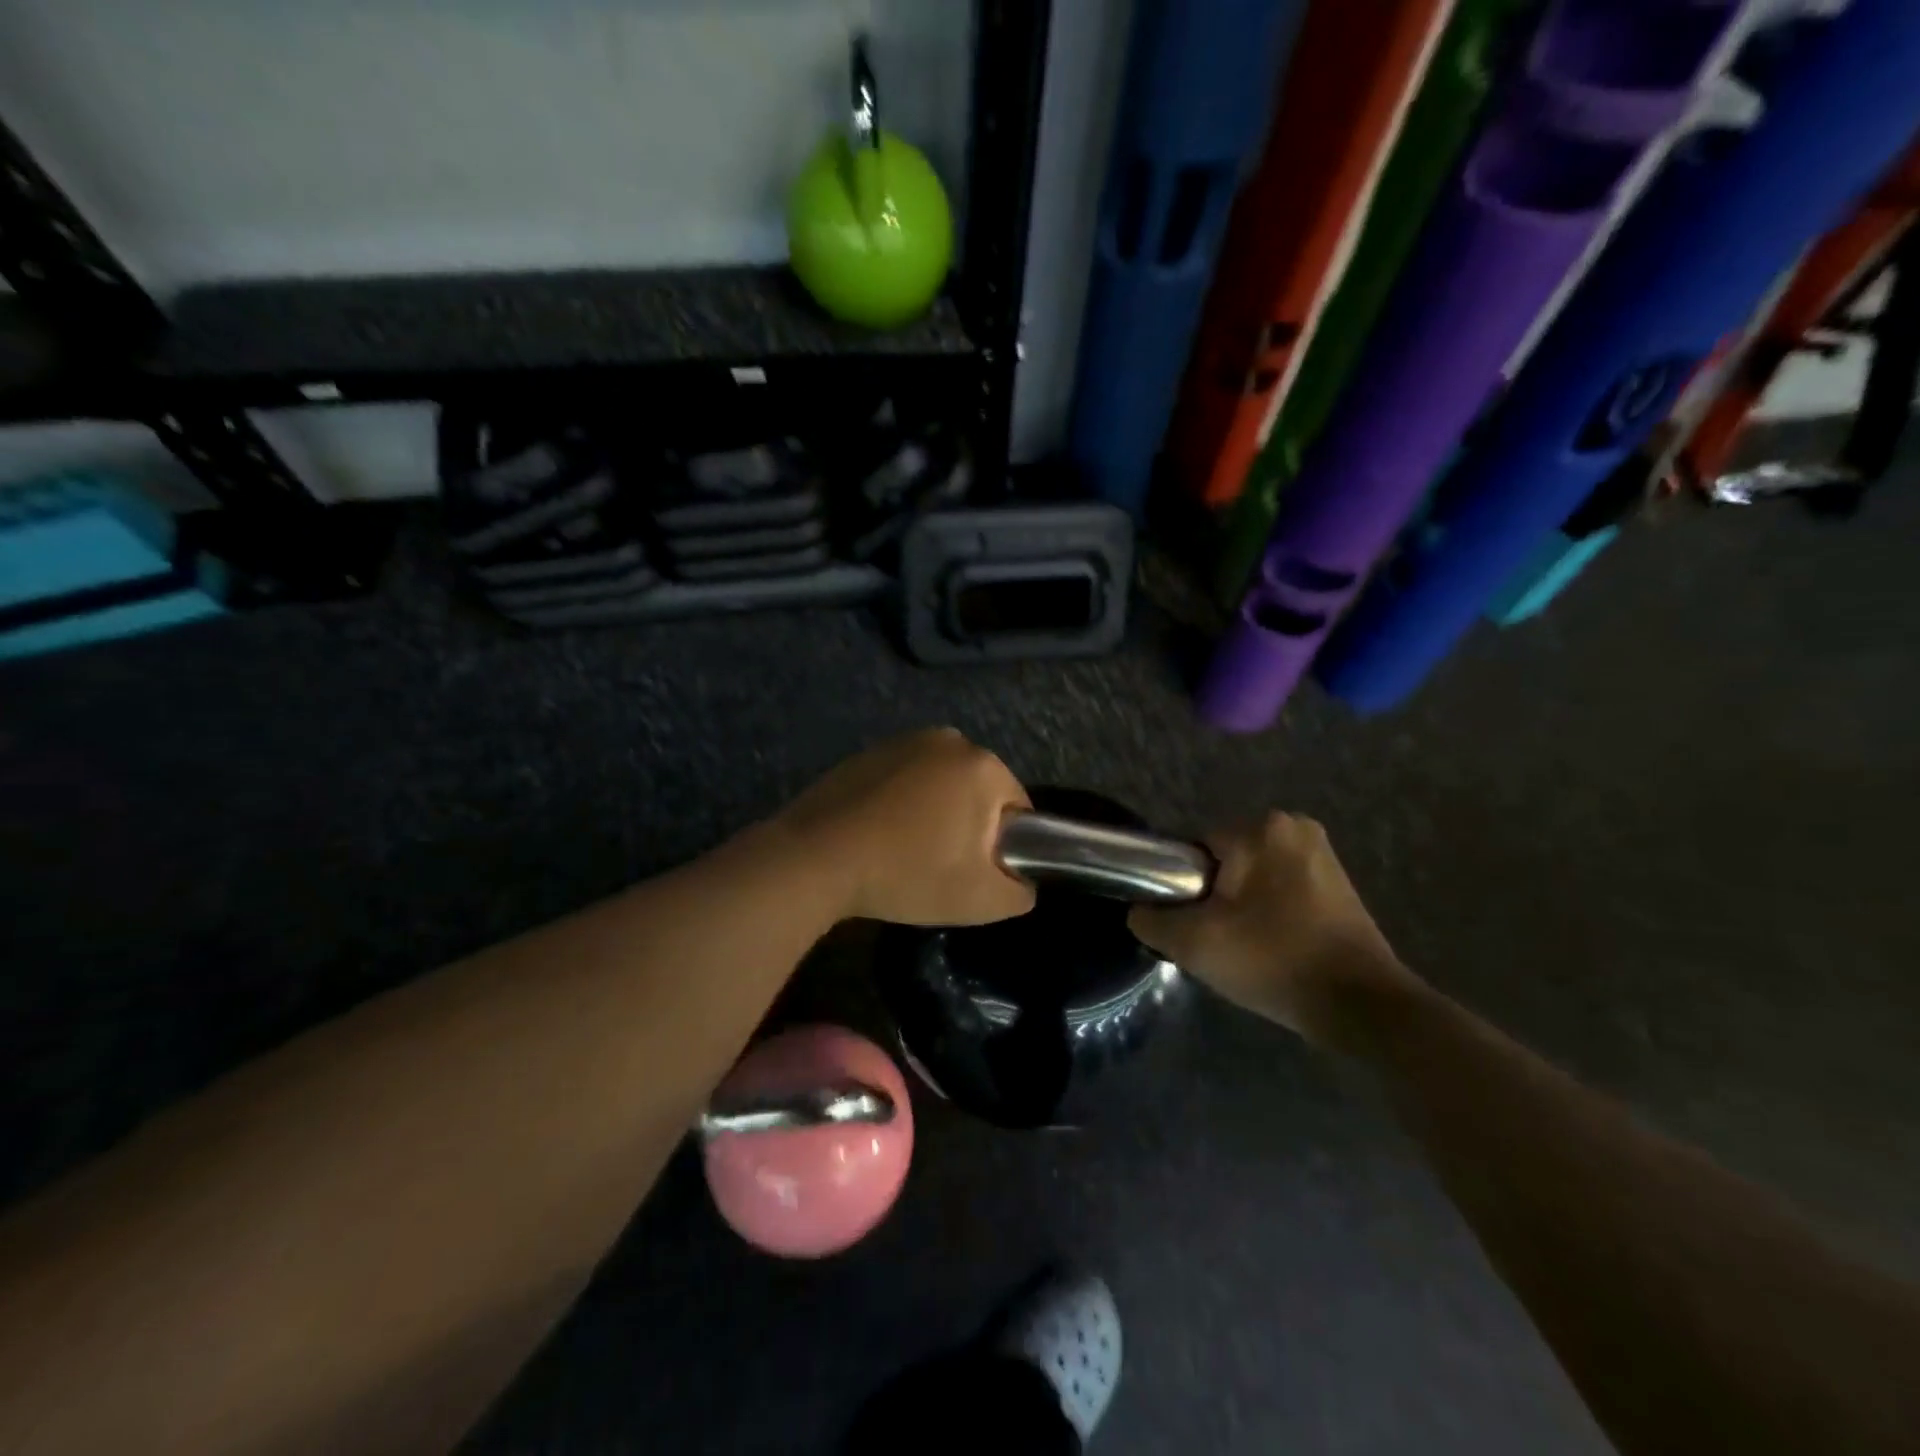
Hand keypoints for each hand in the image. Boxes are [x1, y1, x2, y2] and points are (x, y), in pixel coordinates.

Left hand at [779, 728, 1036, 925]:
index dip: (1005, 846)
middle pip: (978, 792)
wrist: (817, 858)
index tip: (977, 873)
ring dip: (935, 813)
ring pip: (941, 785)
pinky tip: (880, 834)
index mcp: (983, 765)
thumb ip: (1020, 891)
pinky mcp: (869, 751)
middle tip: (942, 867)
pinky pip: (905, 780)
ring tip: (907, 852)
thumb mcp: (981, 900)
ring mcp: (904, 741)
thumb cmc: (908, 873)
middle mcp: (949, 740)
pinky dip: (902, 803)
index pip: (1017, 808)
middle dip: (969, 827)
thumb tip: (1023, 882)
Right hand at [1129, 812, 1414, 1046]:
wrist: (1362, 1006)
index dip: (1183, 888)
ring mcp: (1322, 854)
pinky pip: (1281, 889)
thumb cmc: (1274, 961)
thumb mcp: (1194, 944)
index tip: (1192, 925)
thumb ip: (1151, 920)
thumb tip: (1141, 912)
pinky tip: (1273, 947)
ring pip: (1252, 877)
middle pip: (1224, 862)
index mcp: (1261, 828)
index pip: (1194, 849)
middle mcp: (1295, 826)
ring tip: (1245, 948)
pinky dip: (1269, 913)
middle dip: (1213, 897)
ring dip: (1241, 906)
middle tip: (1217, 940)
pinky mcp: (1339, 883)